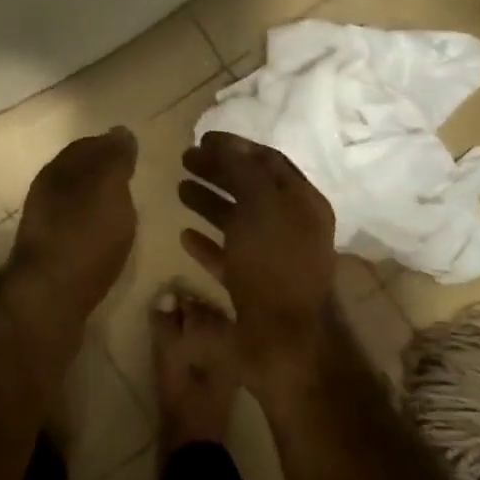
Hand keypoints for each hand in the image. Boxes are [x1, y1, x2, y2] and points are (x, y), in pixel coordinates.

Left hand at [6, 127, 139, 323]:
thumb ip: (115, 158)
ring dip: (99, 202)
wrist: (50, 301)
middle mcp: (46, 195)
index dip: (110, 145)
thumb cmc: (83, 237)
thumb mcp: (108, 188)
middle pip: (78, 174)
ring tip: (126, 209)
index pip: (85, 146)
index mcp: (57, 172)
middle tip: (134, 178)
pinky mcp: (52, 258)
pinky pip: (77, 231)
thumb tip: (120, 132)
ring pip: (76, 203)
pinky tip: (109, 239)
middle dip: (104, 172)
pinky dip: (95, 228)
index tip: (134, 151)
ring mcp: (46, 228)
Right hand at [179, 132, 337, 386]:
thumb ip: (244, 170)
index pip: (268, 161)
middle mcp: (290, 226)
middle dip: (218, 171)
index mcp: (301, 203)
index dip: (236, 146)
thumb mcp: (261, 206)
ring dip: (208, 202)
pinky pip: (228, 256)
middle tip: (184, 159)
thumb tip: (227, 144)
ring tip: (178, 188)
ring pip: (237, 221)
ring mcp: (272, 258)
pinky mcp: (253, 287)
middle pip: (250, 188)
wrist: (282, 341)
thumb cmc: (273, 264)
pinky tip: (184, 234)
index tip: (203, 137)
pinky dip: (208, 242)